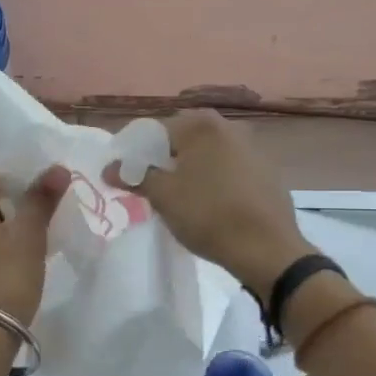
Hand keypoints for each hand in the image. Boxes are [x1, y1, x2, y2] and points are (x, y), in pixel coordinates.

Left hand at [0, 165, 69, 328]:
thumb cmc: (7, 276)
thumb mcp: (30, 235)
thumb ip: (42, 198)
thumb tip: (57, 167)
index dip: (21, 180)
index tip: (44, 199)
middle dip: (13, 204)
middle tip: (43, 219)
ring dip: (4, 226)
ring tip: (32, 241)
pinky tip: (13, 259)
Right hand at [106, 110, 314, 299]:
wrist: (267, 249)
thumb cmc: (208, 215)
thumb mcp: (163, 196)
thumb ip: (134, 176)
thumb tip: (109, 168)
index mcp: (201, 125)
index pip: (154, 131)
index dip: (134, 153)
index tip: (124, 175)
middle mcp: (229, 127)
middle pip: (182, 140)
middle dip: (162, 160)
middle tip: (148, 186)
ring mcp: (252, 148)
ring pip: (206, 154)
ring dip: (188, 169)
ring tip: (176, 197)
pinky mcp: (266, 172)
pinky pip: (228, 169)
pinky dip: (212, 179)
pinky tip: (208, 204)